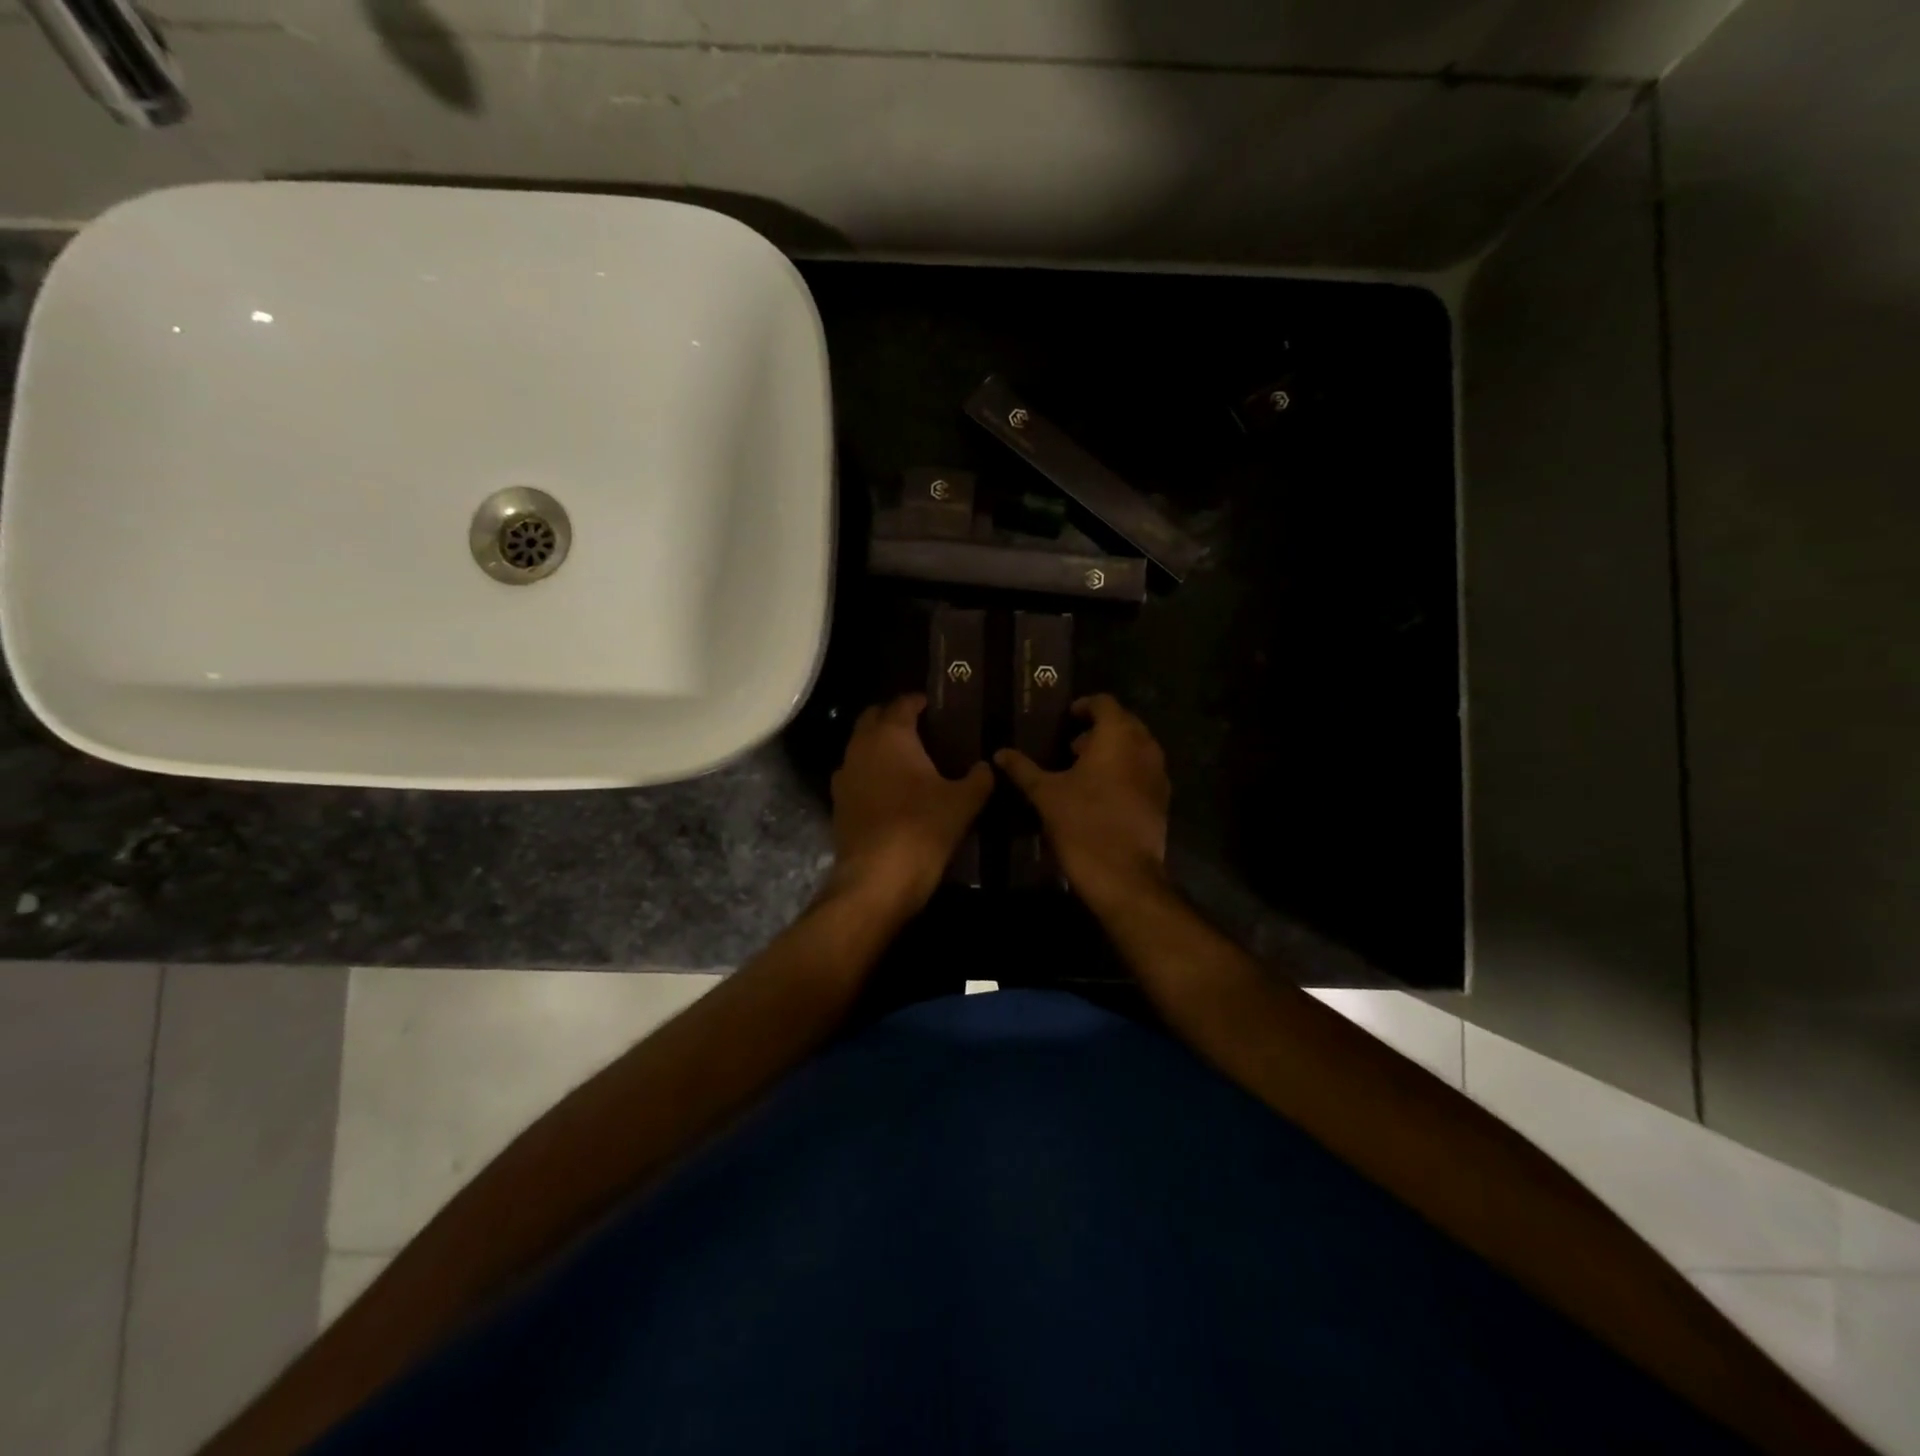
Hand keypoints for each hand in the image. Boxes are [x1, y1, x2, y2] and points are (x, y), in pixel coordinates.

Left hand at [829, 694, 992, 912]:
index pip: (902, 703)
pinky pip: (856, 775)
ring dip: (879, 746)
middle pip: (873, 718)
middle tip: (920, 727)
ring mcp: (845, 775)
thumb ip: (978, 778)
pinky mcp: (838, 803)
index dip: (918, 701)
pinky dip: (871, 773)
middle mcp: (861, 747)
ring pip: (861, 747)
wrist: (878, 878)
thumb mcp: (963, 802)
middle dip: (893, 717)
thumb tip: (986, 766)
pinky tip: (891, 789)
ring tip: (907, 758)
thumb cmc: (923, 828)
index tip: (933, 705)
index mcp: (890, 735)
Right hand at [995, 694, 1169, 909]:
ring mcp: (1158, 774)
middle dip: (1100, 728)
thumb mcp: (1045, 794)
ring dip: (1114, 750)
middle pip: (1125, 723)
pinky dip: (1126, 771)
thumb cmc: (1081, 824)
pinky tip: (1102, 793)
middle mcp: (1144, 748)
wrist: (1122, 875)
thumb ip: (1023, 769)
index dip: (1085, 706)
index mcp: (1117, 737)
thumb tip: (999, 753)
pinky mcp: (1162, 799)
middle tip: (1072, 745)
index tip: (1067, 718)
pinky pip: (1144, 771)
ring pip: (1137, 748)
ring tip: (1085, 769)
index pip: (1105, 703)